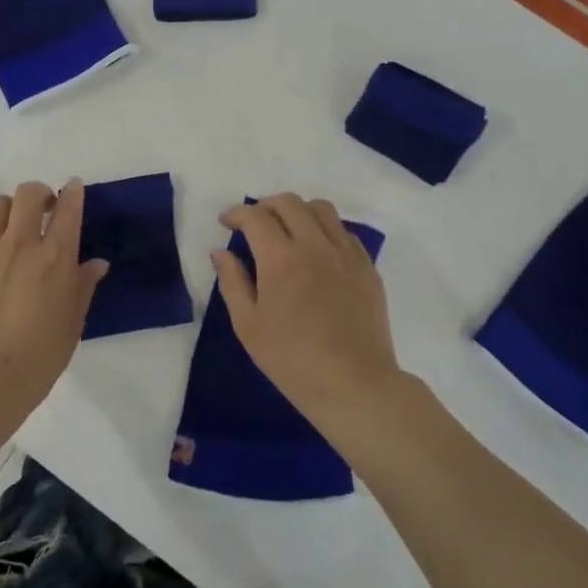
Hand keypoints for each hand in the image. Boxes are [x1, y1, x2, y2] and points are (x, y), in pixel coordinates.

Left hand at [0, 179, 108, 411]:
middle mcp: (21, 244)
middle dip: (38, 193)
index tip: (73, 188)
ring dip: (8, 211)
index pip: (68, 209)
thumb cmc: (41, 354)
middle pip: (28, 194)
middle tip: (42, 209)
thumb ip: (83, 285)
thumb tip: (96, 263)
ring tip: (11, 228)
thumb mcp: (73, 321)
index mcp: (56, 257)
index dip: (72, 192)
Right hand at [214, 193, 403, 422]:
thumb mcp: (248, 325)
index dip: (236, 213)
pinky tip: (317, 251)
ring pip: (321, 209)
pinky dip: (324, 230)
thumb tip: (220, 252)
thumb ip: (232, 282)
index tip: (226, 222)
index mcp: (280, 258)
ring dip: (298, 211)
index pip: (255, 217)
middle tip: (253, 223)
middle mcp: (315, 245)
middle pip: (289, 203)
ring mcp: (346, 254)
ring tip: (287, 230)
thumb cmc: (291, 360)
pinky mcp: (367, 267)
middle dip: (265, 206)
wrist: (354, 384)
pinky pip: (344, 232)